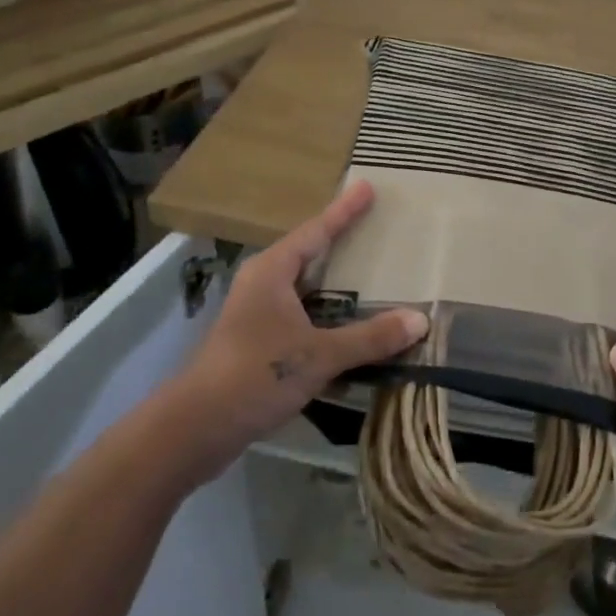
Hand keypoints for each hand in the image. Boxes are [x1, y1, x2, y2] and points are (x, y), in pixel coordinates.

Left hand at [175, 181, 426, 476]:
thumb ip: (369, 338)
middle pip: (308, 251)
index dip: (344, 210)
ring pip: (303, 284)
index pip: (317, 231)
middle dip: (340, 238)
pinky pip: (300, 310)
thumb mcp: (318, 356)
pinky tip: (347, 321)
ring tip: (368, 270)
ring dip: (333, 279)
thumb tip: (420, 321)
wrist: (195, 428)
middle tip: (373, 224)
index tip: (367, 186)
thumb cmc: (255, 375)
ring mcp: (256, 311)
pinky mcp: (256, 339)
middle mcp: (263, 282)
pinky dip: (326, 309)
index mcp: (273, 271)